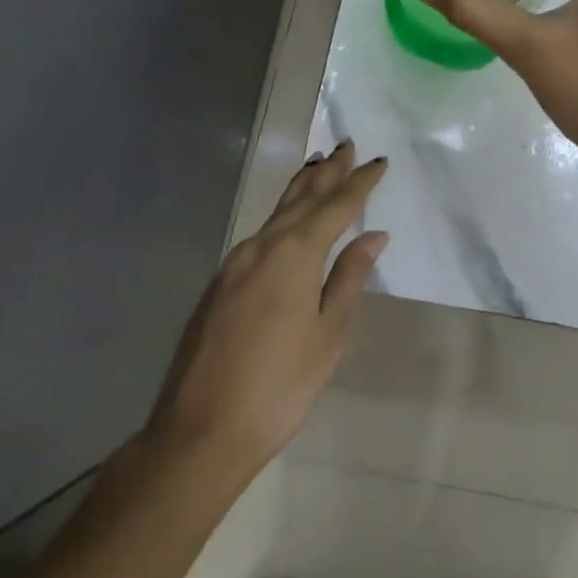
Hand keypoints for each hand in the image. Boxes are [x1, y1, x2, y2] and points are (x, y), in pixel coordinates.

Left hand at [142, 142, 387, 479]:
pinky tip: (287, 220)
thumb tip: (373, 236)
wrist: (200, 431)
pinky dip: (282, 213)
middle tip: (345, 145)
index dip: (360, 182)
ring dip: (302, 187)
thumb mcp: (328, 334)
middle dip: (327, 172)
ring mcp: (236, 262)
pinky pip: (261, 232)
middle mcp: (263, 245)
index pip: (336, 206)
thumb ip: (349, 278)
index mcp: (295, 253)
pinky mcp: (221, 282)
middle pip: (302, 198)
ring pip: (277, 212)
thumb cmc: (279, 386)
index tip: (378, 161)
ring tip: (318, 166)